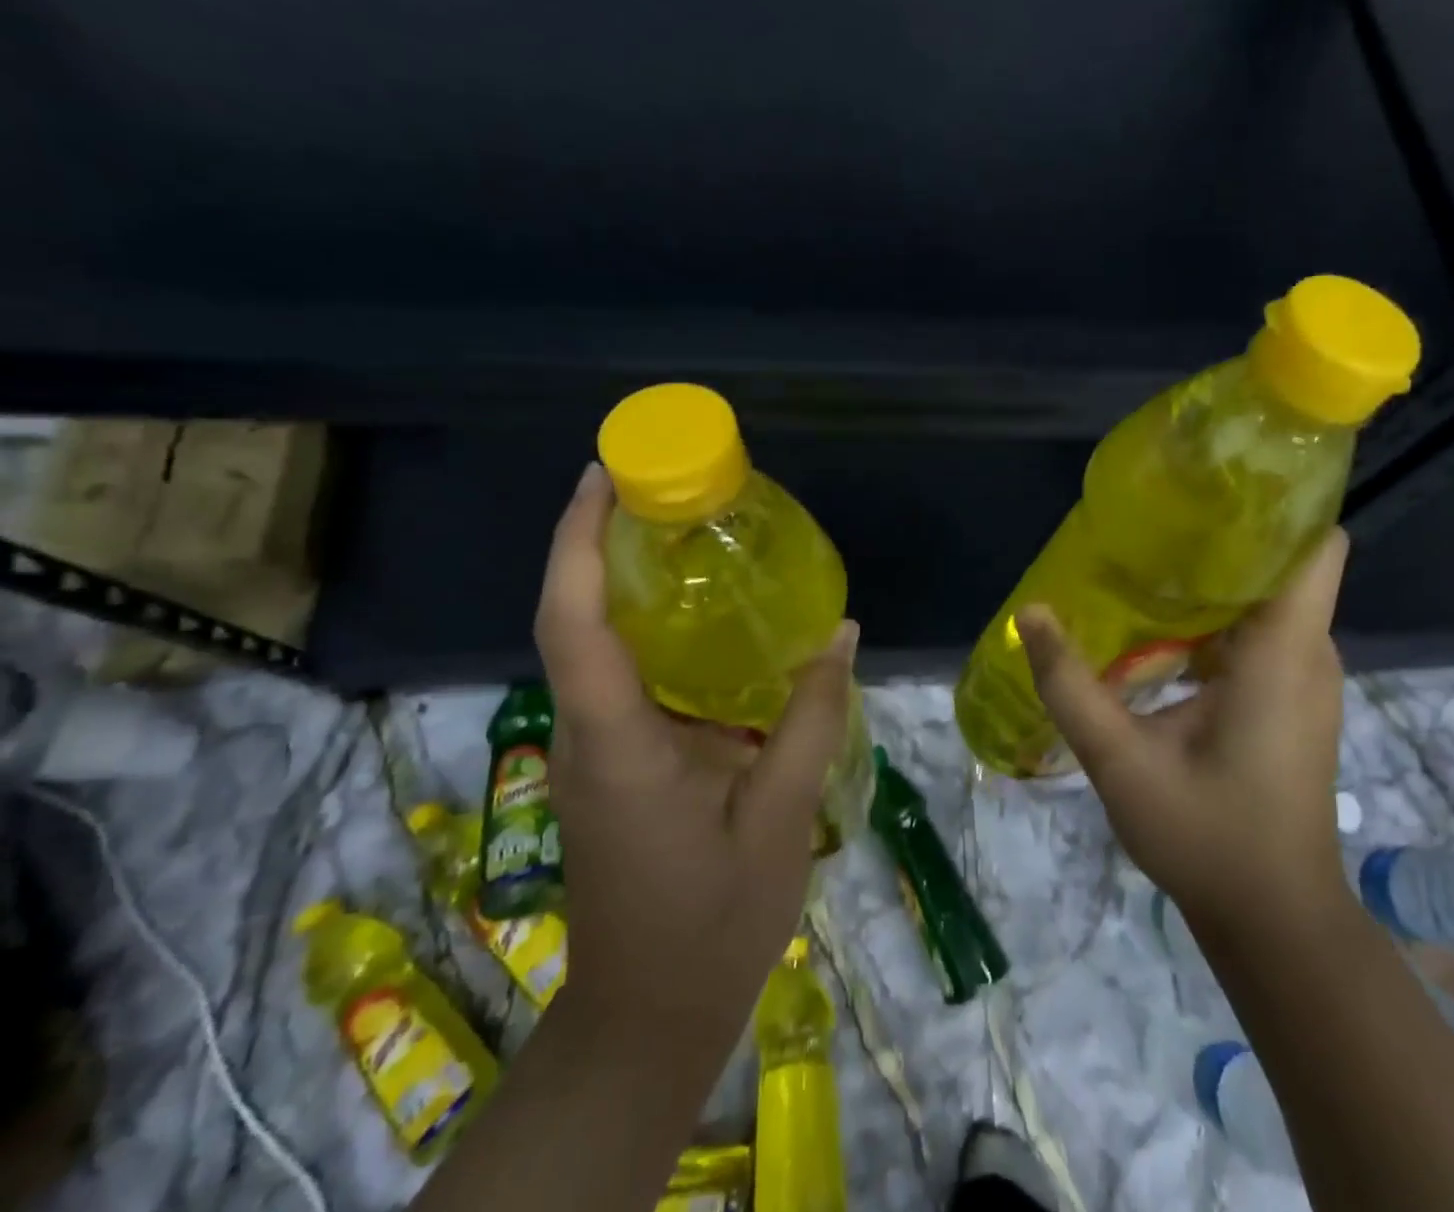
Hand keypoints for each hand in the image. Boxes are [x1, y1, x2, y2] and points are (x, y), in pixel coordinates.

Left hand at [532, 463, 856, 1079]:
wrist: (649, 1017)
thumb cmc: (712, 921)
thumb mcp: (780, 816)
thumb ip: (812, 717)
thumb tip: (840, 631)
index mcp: (618, 743)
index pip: (574, 622)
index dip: (578, 540)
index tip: (604, 475)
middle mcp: (589, 733)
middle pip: (576, 617)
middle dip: (602, 541)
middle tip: (666, 487)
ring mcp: (594, 749)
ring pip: (594, 643)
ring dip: (625, 579)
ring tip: (689, 532)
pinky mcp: (612, 762)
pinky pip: (623, 675)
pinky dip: (651, 628)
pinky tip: (707, 620)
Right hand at [1016, 528, 1349, 925]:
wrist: (1273, 922)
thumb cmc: (1208, 838)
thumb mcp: (1122, 762)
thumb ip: (1072, 685)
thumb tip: (1030, 614)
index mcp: (1283, 654)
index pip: (1315, 547)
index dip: (1278, 506)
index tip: (1217, 485)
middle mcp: (1306, 654)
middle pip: (1279, 564)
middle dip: (1223, 537)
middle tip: (1153, 521)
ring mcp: (1303, 679)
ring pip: (1265, 600)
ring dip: (1214, 580)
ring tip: (1147, 563)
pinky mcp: (1291, 700)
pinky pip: (1258, 635)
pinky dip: (1216, 620)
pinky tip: (1161, 629)